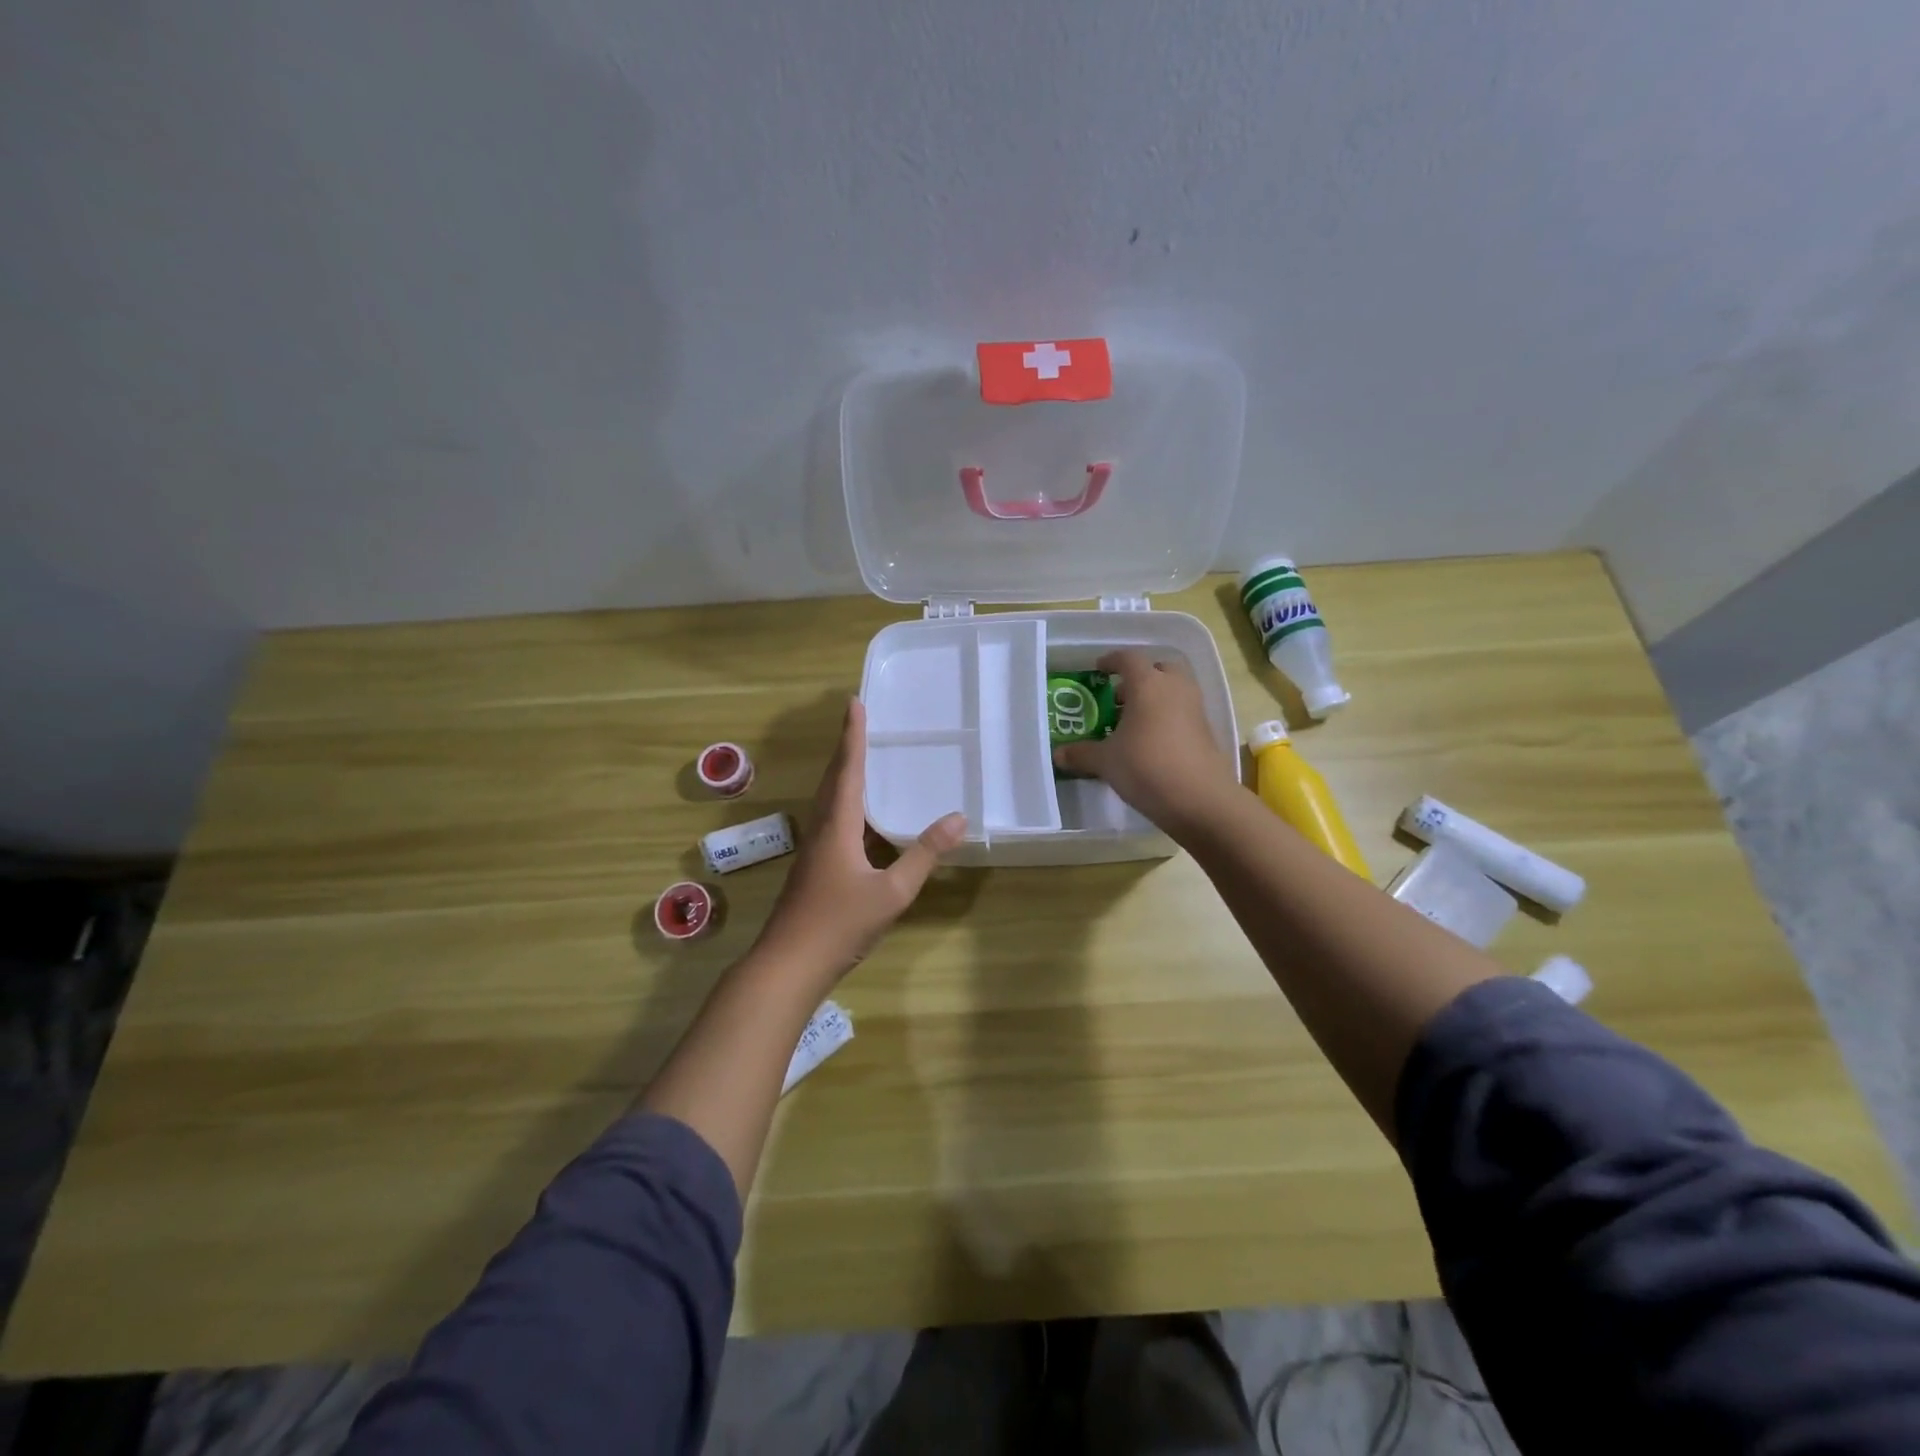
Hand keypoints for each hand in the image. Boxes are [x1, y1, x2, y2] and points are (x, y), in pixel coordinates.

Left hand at [752, 698, 965, 985]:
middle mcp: (821, 830)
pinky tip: (862, 819)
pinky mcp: (813, 869)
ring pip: (830, 801)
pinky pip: (832, 821)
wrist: (788, 966)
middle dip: (847, 748)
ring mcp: (814, 851)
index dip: (853, 736)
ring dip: (844, 775)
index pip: (848, 770)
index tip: (854, 703)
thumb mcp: (892, 893)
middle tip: (859, 722)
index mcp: (837, 826)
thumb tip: (958, 818)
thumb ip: (924, 855)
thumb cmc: (839, 924)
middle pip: (834, 780)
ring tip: (861, 760)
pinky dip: (847, 805)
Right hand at [1052, 649, 1238, 833]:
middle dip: (1140, 677)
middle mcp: (1175, 688)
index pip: (1129, 658)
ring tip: (1132, 722)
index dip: (1111, 661)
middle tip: (1120, 696)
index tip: (1099, 670)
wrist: (1200, 799)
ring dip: (1155, 697)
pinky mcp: (1206, 731)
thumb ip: (1081, 753)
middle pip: (1159, 668)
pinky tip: (1151, 742)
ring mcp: (1195, 709)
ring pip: (1174, 690)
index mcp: (1148, 684)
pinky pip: (1183, 712)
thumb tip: (1058, 754)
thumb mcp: (1106, 761)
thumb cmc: (1146, 766)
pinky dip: (1167, 717)